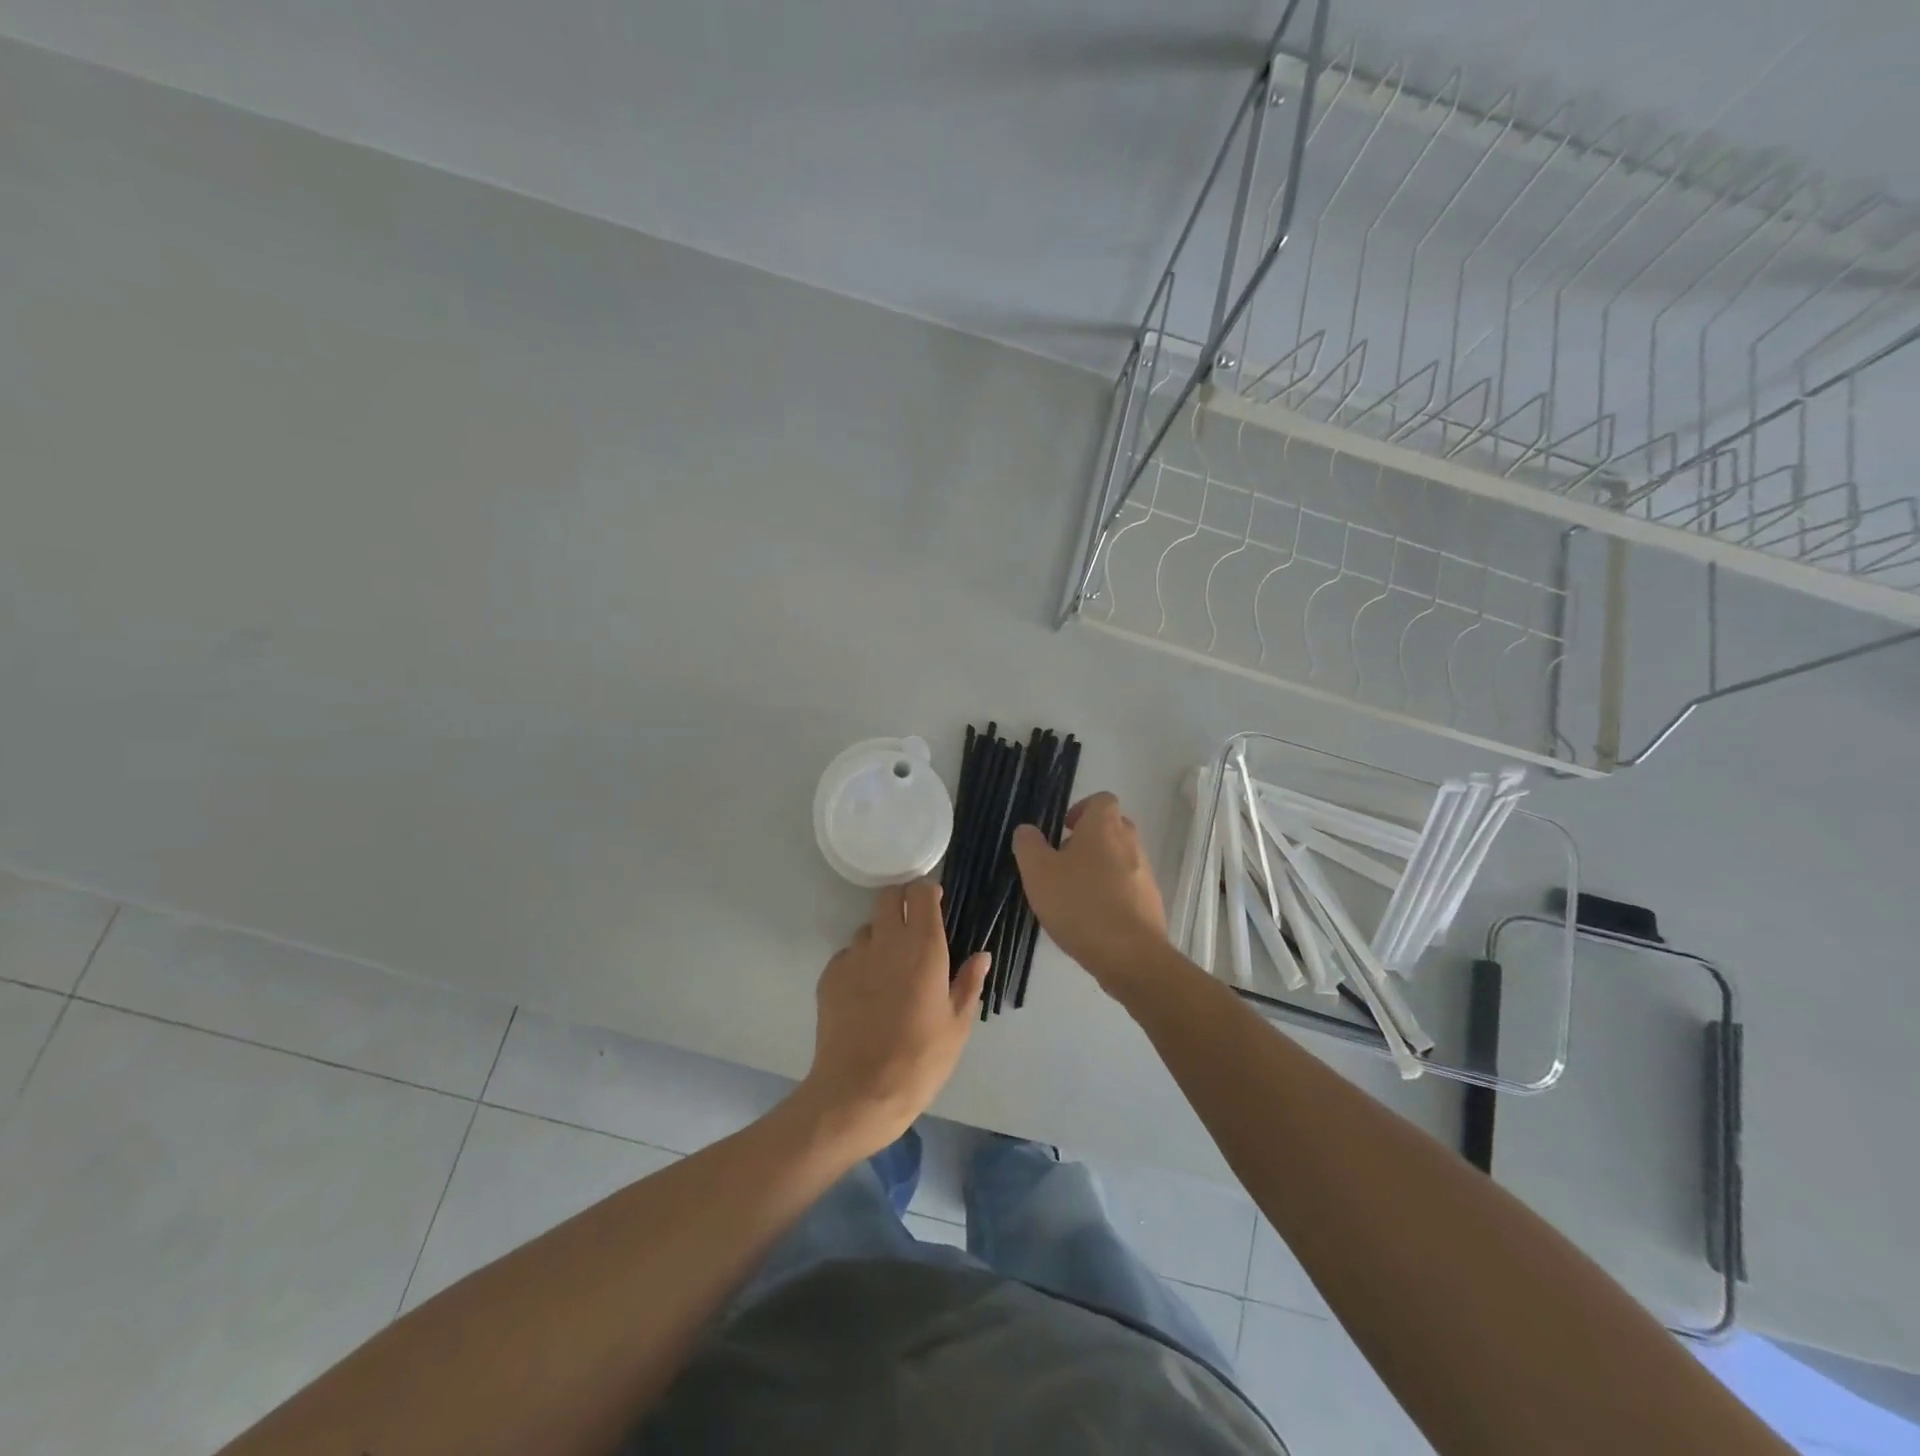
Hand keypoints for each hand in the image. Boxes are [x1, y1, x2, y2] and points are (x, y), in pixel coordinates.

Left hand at [798, 882, 990, 1156]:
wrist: (858, 1093)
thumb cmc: (919, 1061)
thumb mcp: (957, 1026)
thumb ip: (968, 984)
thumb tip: (981, 956)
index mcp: (924, 948)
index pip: (921, 894)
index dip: (928, 893)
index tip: (935, 904)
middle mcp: (887, 942)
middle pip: (889, 896)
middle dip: (902, 901)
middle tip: (912, 926)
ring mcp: (854, 956)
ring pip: (868, 928)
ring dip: (881, 936)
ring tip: (889, 969)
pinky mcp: (830, 975)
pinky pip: (848, 955)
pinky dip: (859, 963)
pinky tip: (866, 994)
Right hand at [1012, 792, 1168, 988]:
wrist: (1130, 956)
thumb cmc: (1080, 904)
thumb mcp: (1038, 872)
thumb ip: (1028, 845)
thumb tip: (1028, 830)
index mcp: (1104, 827)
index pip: (1101, 799)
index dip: (1081, 809)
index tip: (1063, 830)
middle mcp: (1130, 843)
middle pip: (1112, 828)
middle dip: (1089, 840)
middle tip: (1063, 862)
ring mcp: (1145, 874)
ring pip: (1120, 858)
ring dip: (1099, 868)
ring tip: (1074, 895)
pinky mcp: (1151, 903)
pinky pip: (1128, 887)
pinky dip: (1111, 894)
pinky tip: (1092, 918)